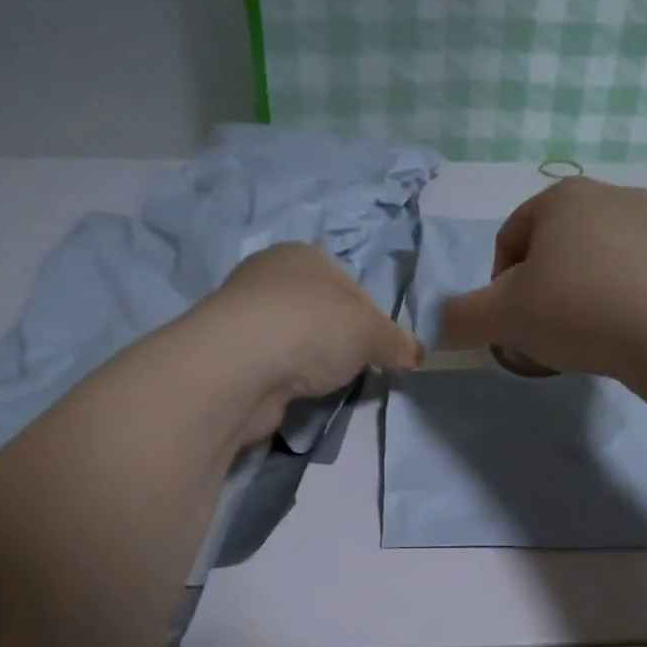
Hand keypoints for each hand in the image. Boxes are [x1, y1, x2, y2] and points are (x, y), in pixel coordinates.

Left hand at [196, 242, 421, 439]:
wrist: (241, 365)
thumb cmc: (313, 327)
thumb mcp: (372, 331)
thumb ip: (396, 341)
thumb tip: (416, 353)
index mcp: (303, 254)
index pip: (350, 286)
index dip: (371, 320)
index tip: (378, 349)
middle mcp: (269, 276)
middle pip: (321, 313)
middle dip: (339, 342)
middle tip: (351, 368)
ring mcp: (244, 315)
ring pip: (294, 340)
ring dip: (309, 362)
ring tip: (319, 383)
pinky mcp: (230, 354)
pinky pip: (272, 366)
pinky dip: (284, 380)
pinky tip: (291, 392)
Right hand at [437, 178, 646, 377]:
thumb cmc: (576, 309)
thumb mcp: (501, 317)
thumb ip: (461, 318)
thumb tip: (442, 326)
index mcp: (559, 196)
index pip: (508, 241)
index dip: (498, 288)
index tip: (512, 323)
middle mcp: (607, 194)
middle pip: (550, 251)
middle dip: (539, 293)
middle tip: (543, 334)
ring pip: (591, 264)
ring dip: (576, 298)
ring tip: (583, 338)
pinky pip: (629, 276)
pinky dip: (615, 302)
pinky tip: (618, 333)